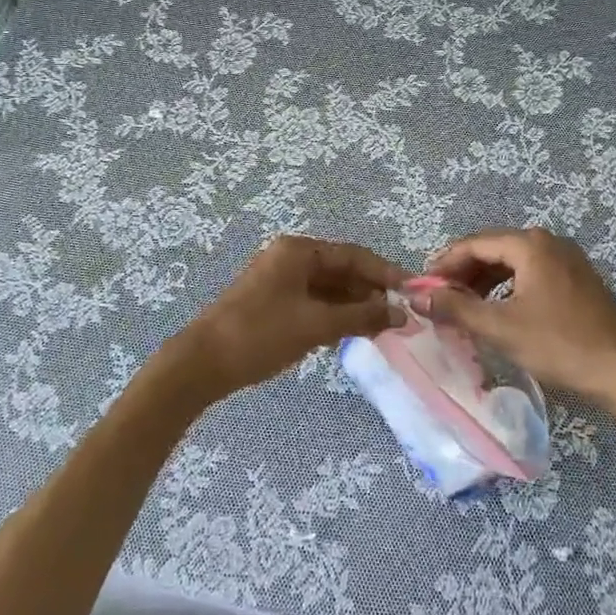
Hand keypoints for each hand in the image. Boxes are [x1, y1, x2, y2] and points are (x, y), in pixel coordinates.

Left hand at [167, 235, 405, 398]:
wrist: (203, 363)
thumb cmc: (261, 334)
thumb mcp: (316, 325)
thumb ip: (361, 317)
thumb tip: (401, 315)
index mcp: (299, 251)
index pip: (354, 255)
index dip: (386, 273)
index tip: (413, 292)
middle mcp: (290, 258)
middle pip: (342, 270)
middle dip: (371, 292)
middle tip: (401, 317)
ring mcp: (280, 280)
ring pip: (329, 288)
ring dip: (355, 306)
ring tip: (383, 328)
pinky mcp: (274, 302)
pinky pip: (314, 301)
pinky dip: (335, 315)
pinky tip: (353, 332)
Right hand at [422, 227, 615, 414]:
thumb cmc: (561, 344)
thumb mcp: (501, 328)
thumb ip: (457, 308)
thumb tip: (419, 296)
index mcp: (530, 245)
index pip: (474, 243)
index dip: (444, 263)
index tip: (423, 286)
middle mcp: (548, 243)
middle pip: (493, 249)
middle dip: (463, 272)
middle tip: (440, 298)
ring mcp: (566, 260)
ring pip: (512, 263)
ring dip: (484, 281)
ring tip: (463, 306)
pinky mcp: (576, 280)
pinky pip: (530, 274)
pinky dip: (507, 288)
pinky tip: (497, 311)